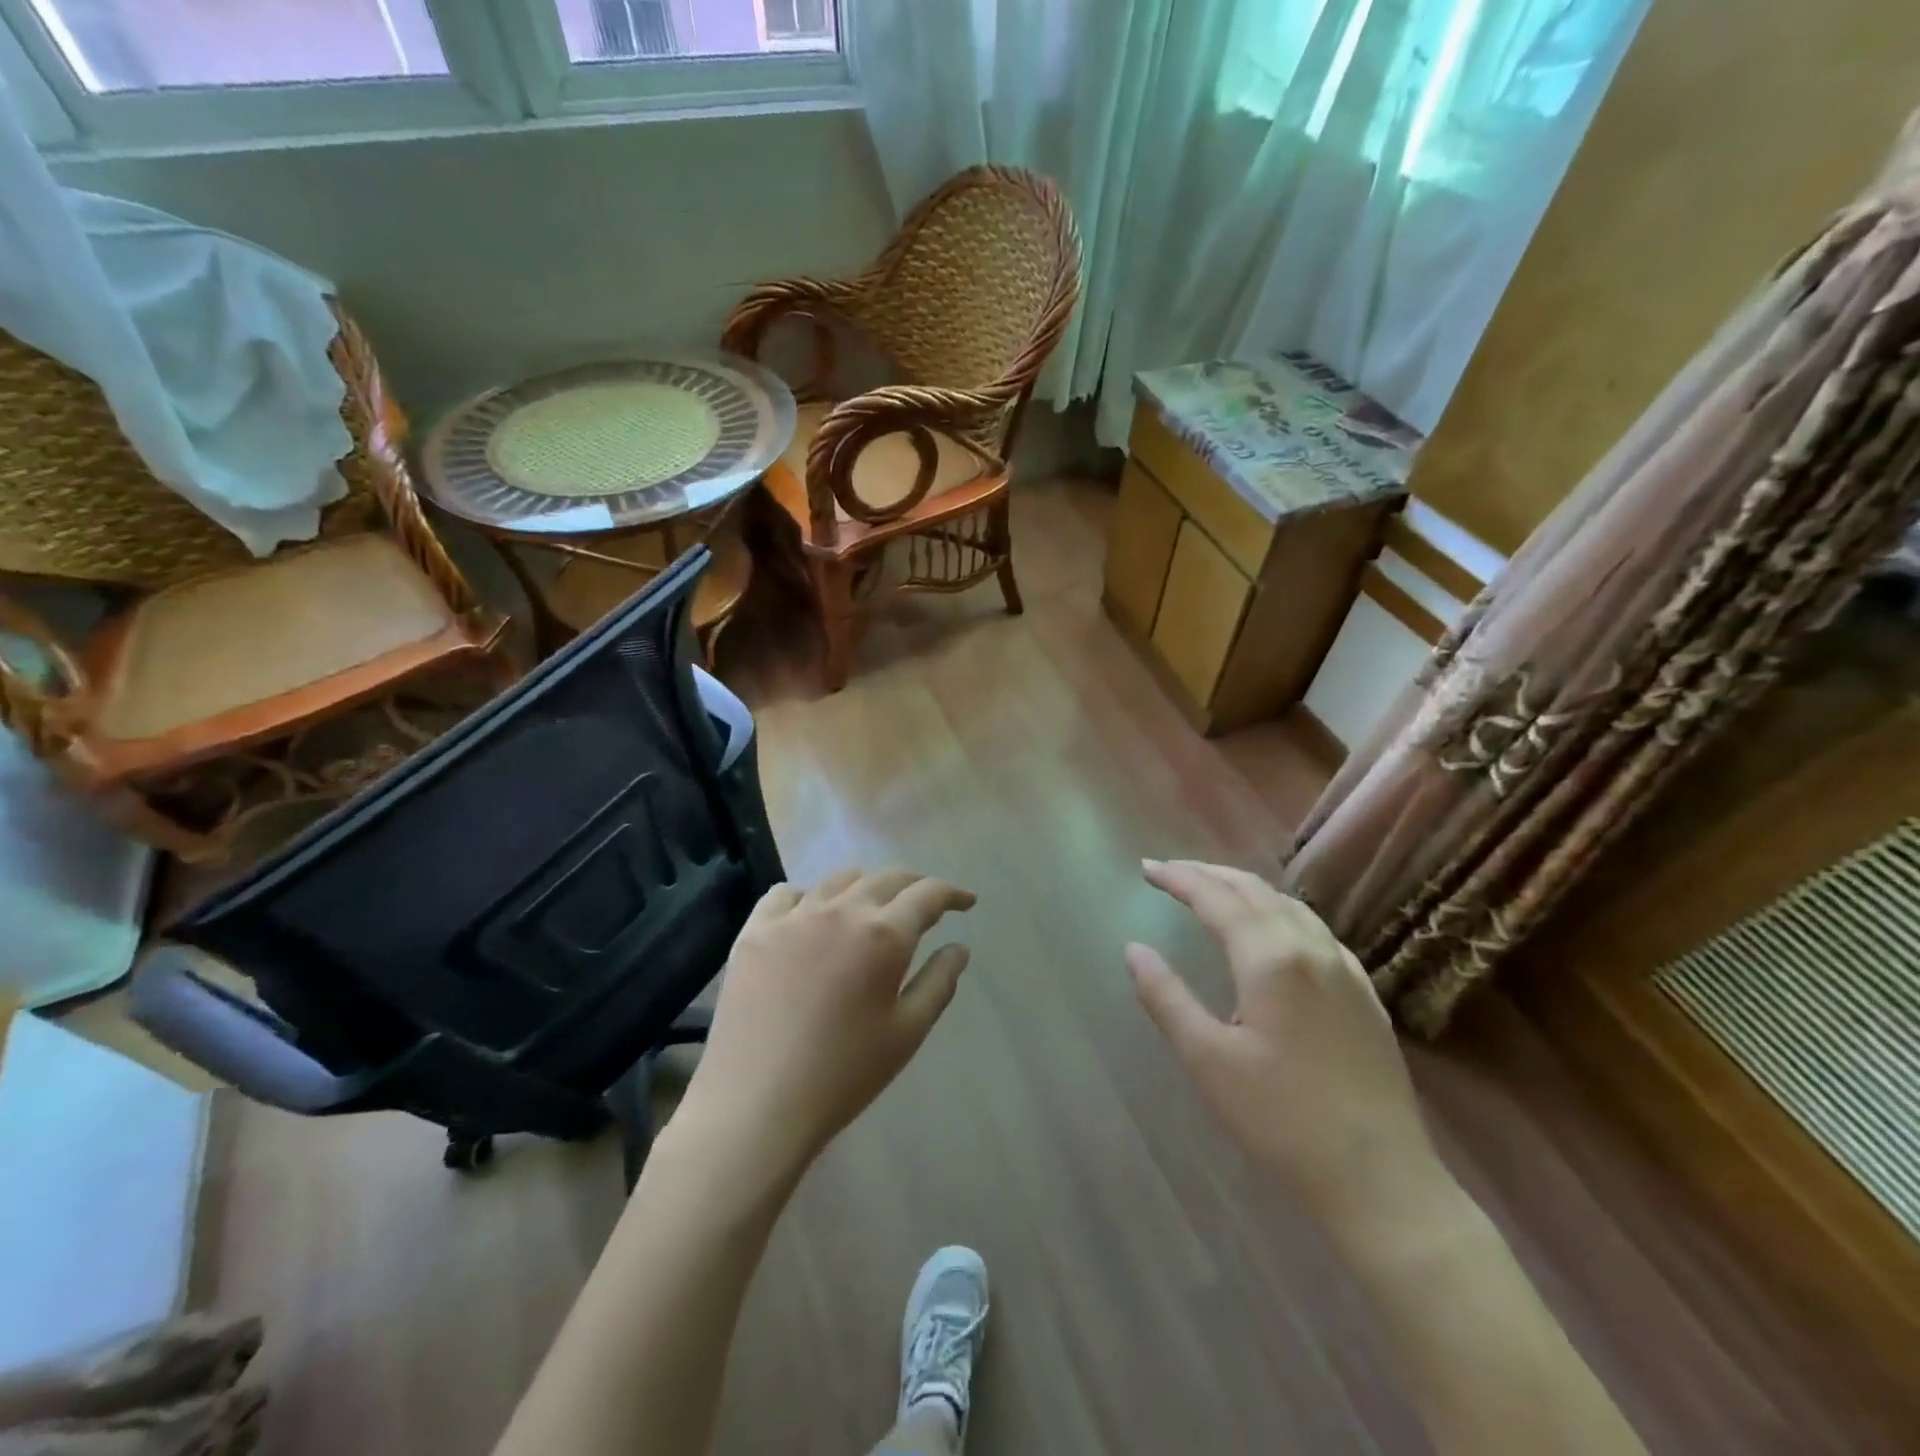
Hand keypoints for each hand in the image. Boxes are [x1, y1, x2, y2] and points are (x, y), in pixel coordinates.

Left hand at [677, 868, 975, 1176]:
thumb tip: (959, 947)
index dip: (952, 893)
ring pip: (838, 880)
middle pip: (886, 877)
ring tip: (870, 909)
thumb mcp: (907, 1033)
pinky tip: (810, 917)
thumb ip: (939, 982)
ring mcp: (793, 916)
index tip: (965, 902)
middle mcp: (840, 910)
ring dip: (865, 887)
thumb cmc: (844, 1075)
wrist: (756, 1105)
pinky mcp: (755, 931)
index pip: (927, 894)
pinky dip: (809, 897)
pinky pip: (785, 894)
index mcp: (884, 935)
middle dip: (914, 885)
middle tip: (925, 904)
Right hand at [1126, 860, 1440, 1219]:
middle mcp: (1311, 948)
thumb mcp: (1208, 1060)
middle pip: (1254, 891)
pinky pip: (1315, 929)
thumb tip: (1134, 949)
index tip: (1146, 869)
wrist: (1380, 1179)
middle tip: (1171, 873)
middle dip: (1209, 874)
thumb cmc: (1281, 1120)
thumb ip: (1166, 997)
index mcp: (1270, 958)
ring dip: (1246, 889)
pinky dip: (1279, 912)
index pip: (1216, 898)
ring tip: (1215, 890)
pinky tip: (1274, 930)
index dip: (1178, 878)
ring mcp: (1345, 969)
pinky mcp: (1364, 994)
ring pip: (1289, 906)